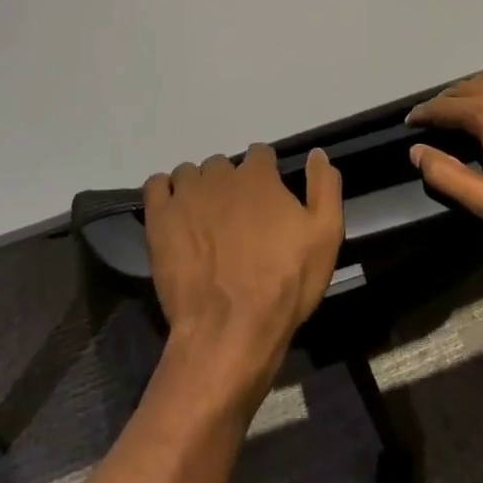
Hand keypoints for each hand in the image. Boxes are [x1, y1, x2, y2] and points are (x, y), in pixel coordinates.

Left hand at [144, 145, 342, 406]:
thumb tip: (317, 153)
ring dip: (198, 188)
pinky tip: (175, 214)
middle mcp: (220, 176)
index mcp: (259, 176)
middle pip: (224, 165)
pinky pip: (156, 185)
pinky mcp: (159, 219)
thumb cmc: (285, 283)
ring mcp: (186, 195)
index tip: (267, 197)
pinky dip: (165, 192)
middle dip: (230, 184)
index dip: (265, 172)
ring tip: (204, 220)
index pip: (260, 154)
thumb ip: (324, 187)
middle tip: (236, 218)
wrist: (232, 328)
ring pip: (190, 173)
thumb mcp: (326, 235)